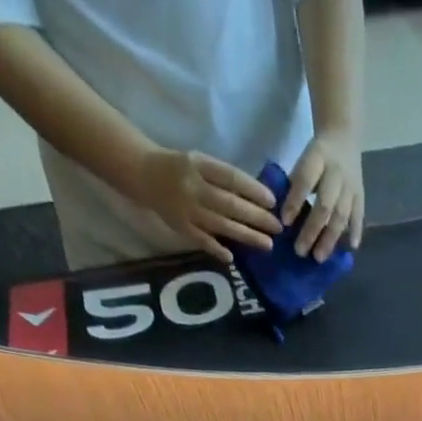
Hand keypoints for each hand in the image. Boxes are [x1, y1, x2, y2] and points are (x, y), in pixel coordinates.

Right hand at [131, 147, 280, 263]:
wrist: (143, 173)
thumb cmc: (179, 168)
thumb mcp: (200, 162)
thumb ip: (222, 177)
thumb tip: (255, 197)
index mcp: (199, 165)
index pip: (232, 177)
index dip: (253, 190)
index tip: (273, 202)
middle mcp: (194, 187)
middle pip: (230, 204)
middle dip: (257, 217)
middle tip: (278, 227)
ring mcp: (187, 209)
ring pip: (221, 224)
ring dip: (246, 236)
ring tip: (267, 244)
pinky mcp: (180, 227)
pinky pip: (201, 240)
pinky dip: (216, 249)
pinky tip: (232, 258)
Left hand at [280, 130, 364, 260]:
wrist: (343, 135)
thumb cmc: (316, 154)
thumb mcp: (303, 158)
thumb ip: (295, 183)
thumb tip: (283, 216)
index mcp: (318, 157)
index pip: (305, 181)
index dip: (295, 202)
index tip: (284, 223)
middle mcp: (336, 172)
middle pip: (325, 205)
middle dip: (312, 230)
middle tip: (301, 251)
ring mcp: (351, 185)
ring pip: (341, 215)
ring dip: (330, 238)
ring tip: (319, 257)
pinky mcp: (361, 194)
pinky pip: (359, 215)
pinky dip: (356, 231)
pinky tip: (351, 247)